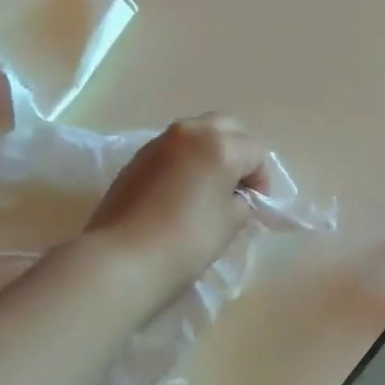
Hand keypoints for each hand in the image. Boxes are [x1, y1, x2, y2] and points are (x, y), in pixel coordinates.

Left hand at [86, 115, 267, 313]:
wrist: (124, 257)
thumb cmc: (188, 239)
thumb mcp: (231, 222)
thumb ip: (241, 200)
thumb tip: (235, 195)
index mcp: (220, 145)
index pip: (255, 152)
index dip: (261, 178)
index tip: (256, 204)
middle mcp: (191, 132)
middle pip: (226, 128)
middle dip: (238, 151)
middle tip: (237, 184)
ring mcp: (160, 142)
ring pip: (196, 134)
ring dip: (209, 152)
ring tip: (208, 187)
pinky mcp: (137, 157)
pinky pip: (173, 149)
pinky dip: (185, 161)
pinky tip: (181, 192)